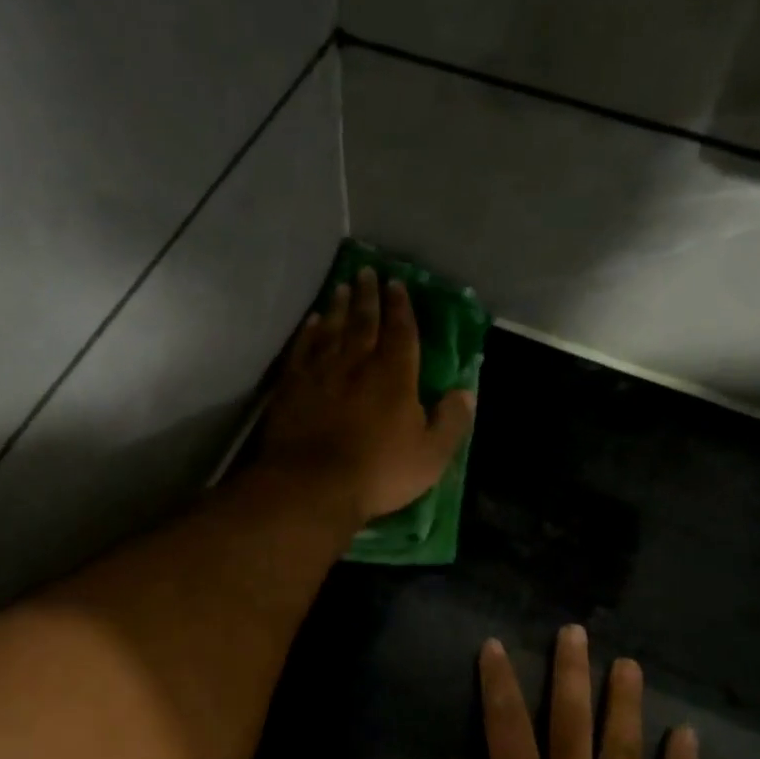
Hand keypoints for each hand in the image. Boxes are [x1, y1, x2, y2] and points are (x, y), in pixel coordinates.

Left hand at [258, 267, 475, 522]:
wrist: (312, 486)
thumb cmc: (378, 473)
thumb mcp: (430, 456)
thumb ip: (451, 421)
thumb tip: (466, 392)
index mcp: (394, 376)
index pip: (400, 331)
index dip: (401, 307)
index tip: (397, 284)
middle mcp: (357, 363)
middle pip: (363, 321)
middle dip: (368, 296)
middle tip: (367, 272)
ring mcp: (321, 372)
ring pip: (331, 329)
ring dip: (338, 306)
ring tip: (342, 287)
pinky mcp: (292, 386)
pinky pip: (303, 349)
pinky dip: (308, 332)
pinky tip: (311, 322)